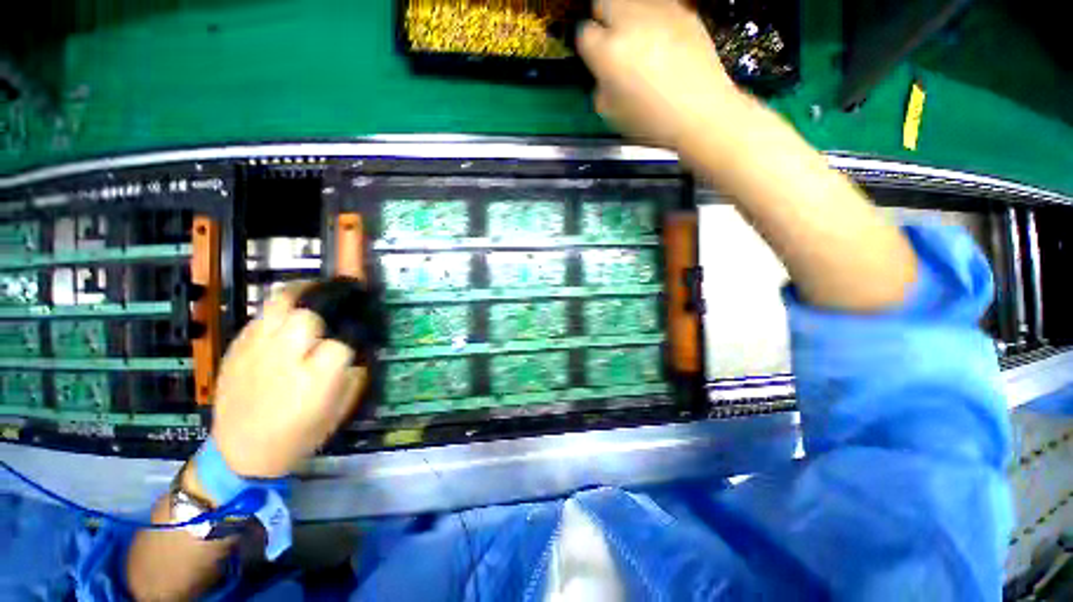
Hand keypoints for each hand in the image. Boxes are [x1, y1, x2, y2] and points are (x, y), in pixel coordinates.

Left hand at [210, 284, 366, 477]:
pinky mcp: (237, 347)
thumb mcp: (342, 407)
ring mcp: (255, 349)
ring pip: (280, 302)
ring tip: (316, 294)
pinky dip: (280, 309)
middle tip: (337, 311)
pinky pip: (262, 314)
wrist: (241, 453)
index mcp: (315, 379)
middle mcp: (284, 358)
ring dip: (303, 294)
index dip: (355, 334)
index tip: (359, 336)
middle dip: (327, 309)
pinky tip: (290, 315)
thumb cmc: (300, 434)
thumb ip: (356, 372)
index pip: (343, 339)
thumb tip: (363, 346)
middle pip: (308, 314)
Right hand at [577, 0, 745, 148]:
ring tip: (638, 40)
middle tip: (611, 39)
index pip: (583, 33)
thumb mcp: (612, 113)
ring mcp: (660, 12)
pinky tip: (661, 41)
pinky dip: (654, 19)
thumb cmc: (652, 121)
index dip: (587, 46)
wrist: (700, 113)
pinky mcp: (684, 12)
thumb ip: (600, 85)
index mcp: (609, 52)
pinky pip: (659, 6)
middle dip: (604, 18)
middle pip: (605, 0)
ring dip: (629, 16)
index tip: (593, 57)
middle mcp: (631, 23)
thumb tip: (603, 73)